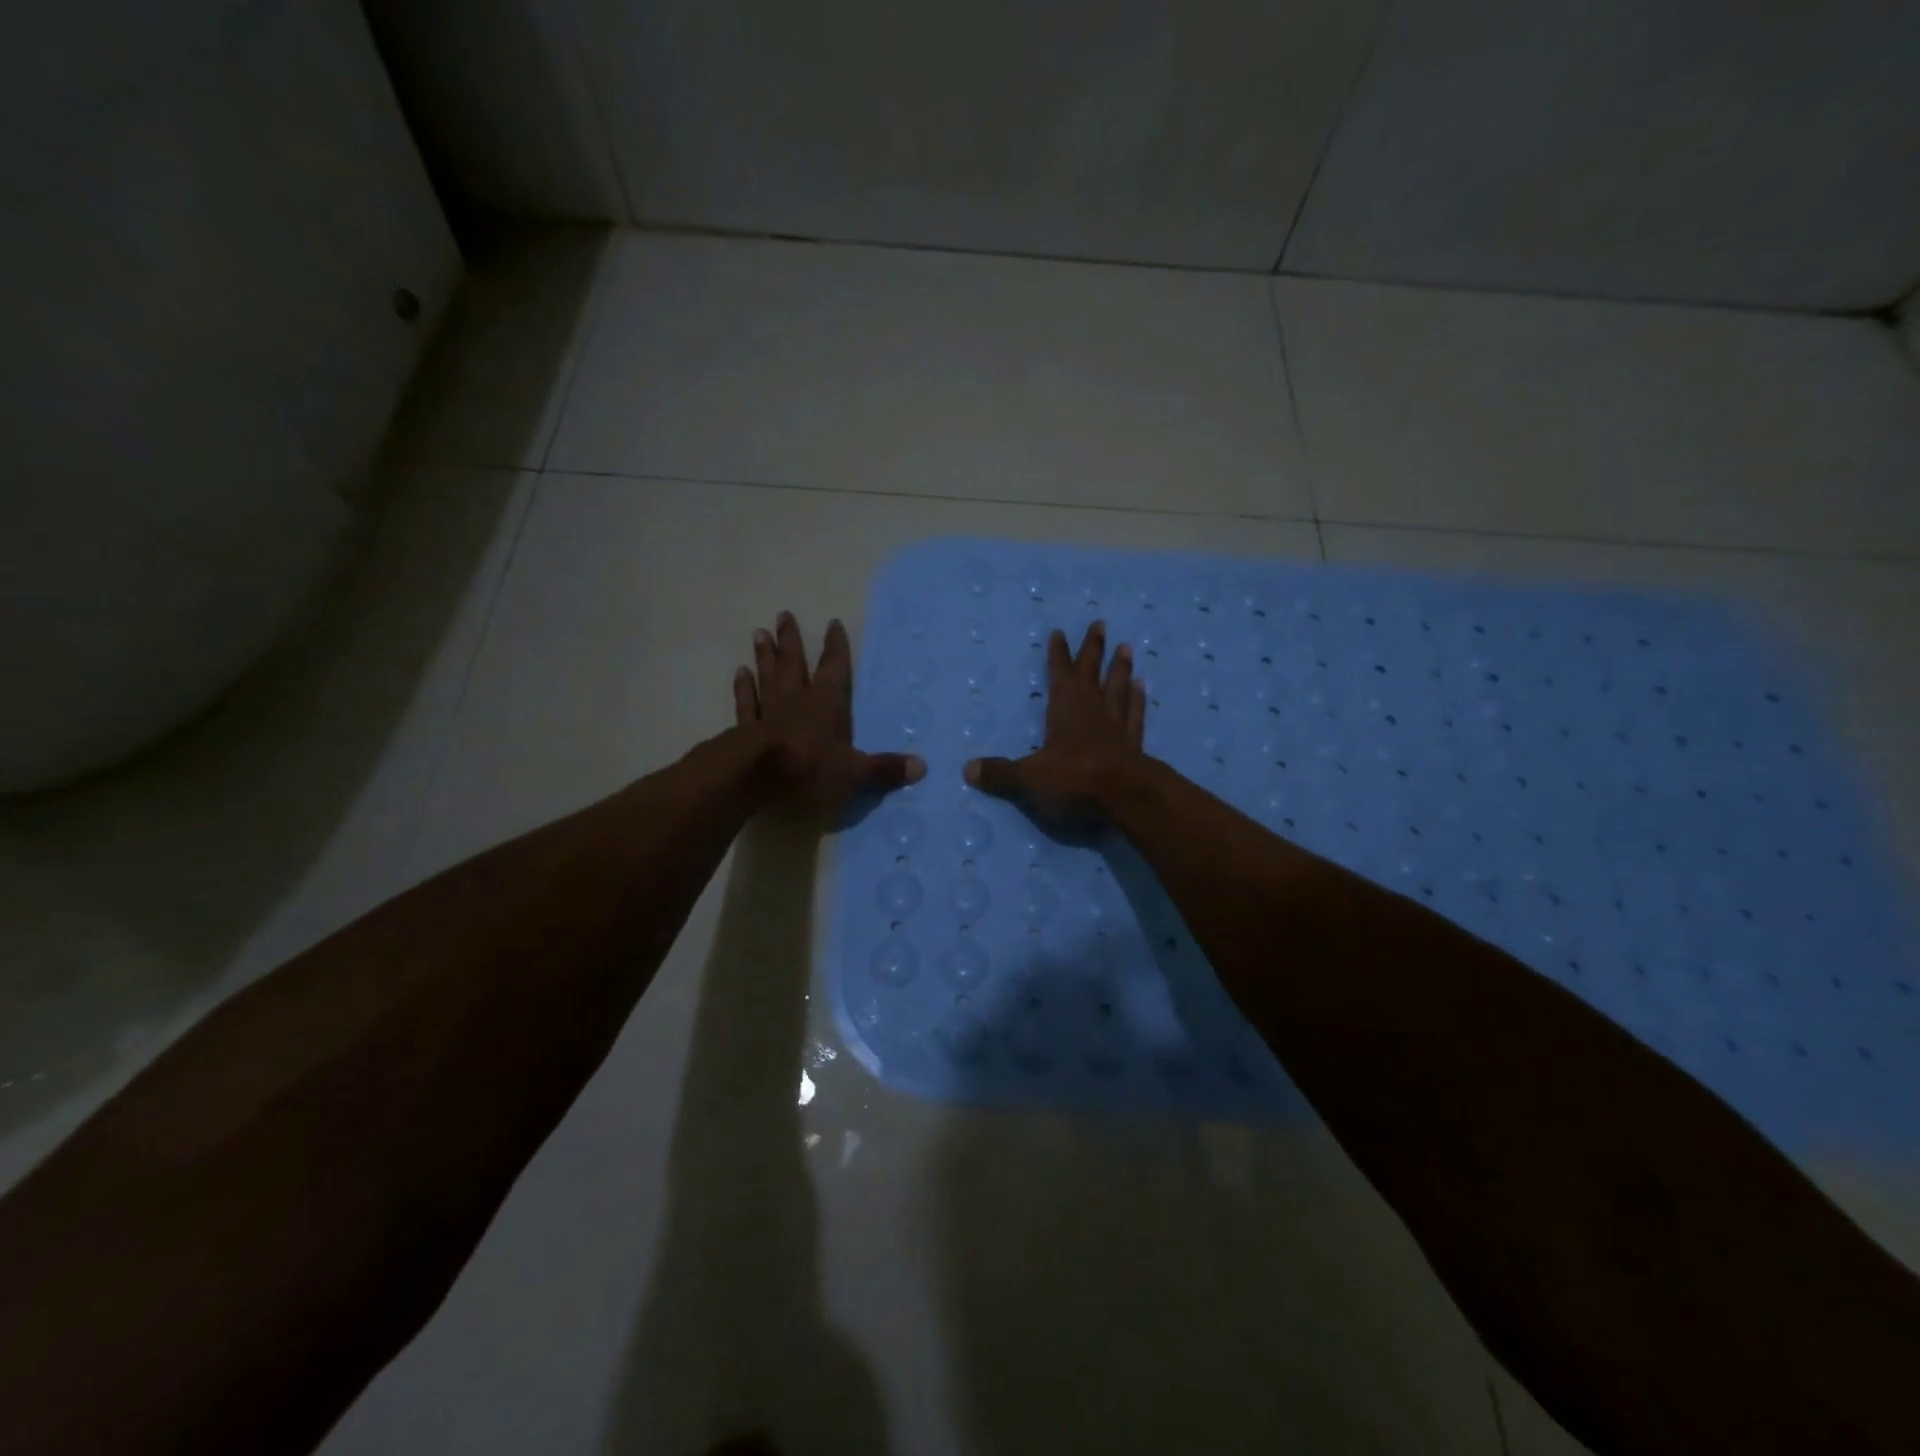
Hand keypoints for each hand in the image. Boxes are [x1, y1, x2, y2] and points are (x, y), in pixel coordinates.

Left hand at [735, 612, 924, 813]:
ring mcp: (768, 713)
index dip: (835, 648)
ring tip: (759, 633)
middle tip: (783, 614)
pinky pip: (745, 704)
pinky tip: (740, 673)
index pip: (834, 669)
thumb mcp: (854, 772)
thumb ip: (884, 769)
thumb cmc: (809, 769)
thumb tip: (922, 766)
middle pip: (794, 664)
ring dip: (765, 656)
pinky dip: (743, 689)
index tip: (832, 624)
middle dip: (791, 640)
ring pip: (767, 678)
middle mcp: (796, 701)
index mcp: (826, 704)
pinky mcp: (745, 730)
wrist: (755, 778)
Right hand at [964, 621, 1146, 820]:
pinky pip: (1135, 715)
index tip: (1060, 632)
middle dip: (1093, 649)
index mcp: (1065, 709)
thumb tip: (967, 770)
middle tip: (1100, 624)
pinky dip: (1138, 700)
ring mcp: (1116, 725)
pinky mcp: (1135, 744)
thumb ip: (1000, 774)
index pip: (1060, 674)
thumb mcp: (1029, 778)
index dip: (1058, 654)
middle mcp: (1092, 709)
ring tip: (1126, 648)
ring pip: (1118, 688)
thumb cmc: (1073, 779)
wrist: (1125, 797)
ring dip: (1120, 669)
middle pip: (1092, 672)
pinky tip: (1142, 688)